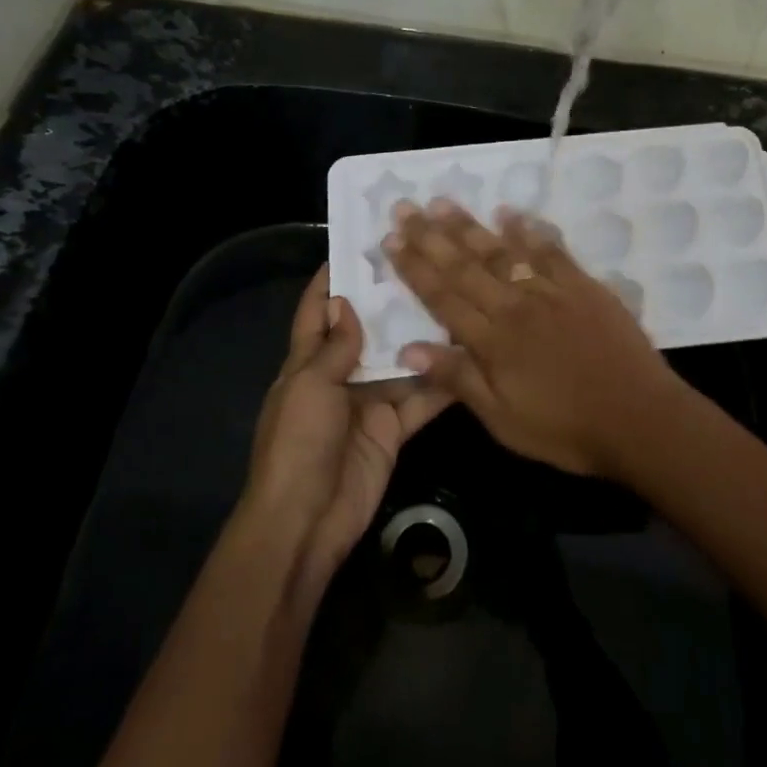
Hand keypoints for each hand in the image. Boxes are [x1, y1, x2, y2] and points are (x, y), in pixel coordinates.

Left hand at [241, 266, 451, 581]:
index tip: (357, 246)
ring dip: (421, 339)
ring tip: (455, 300)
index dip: (330, 280)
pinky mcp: (393, 429)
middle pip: (367, 332)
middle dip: (389, 303)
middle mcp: (339, 377)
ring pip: (399, 362)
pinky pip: (419, 400)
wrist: (306, 520)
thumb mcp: (310, 386)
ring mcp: (368, 402)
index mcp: (307, 363)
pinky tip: (468, 358)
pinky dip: (440, 384)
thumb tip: (346, 303)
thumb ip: (334, 347)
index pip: (316, 312)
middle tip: (425, 265)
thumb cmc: (298, 443)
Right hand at [382, 201, 688, 477]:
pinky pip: (551, 251)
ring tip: (443, 202)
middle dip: (432, 236)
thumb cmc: (566, 429)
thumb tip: (408, 348)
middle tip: (406, 207)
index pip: (443, 296)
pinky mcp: (584, 287)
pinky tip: (511, 213)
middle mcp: (516, 306)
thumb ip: (457, 380)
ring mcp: (552, 291)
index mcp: (492, 340)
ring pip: (503, 251)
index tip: (391, 239)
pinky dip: (529, 230)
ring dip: (470, 226)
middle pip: (466, 266)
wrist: (639, 418)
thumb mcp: (503, 419)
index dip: (414, 267)